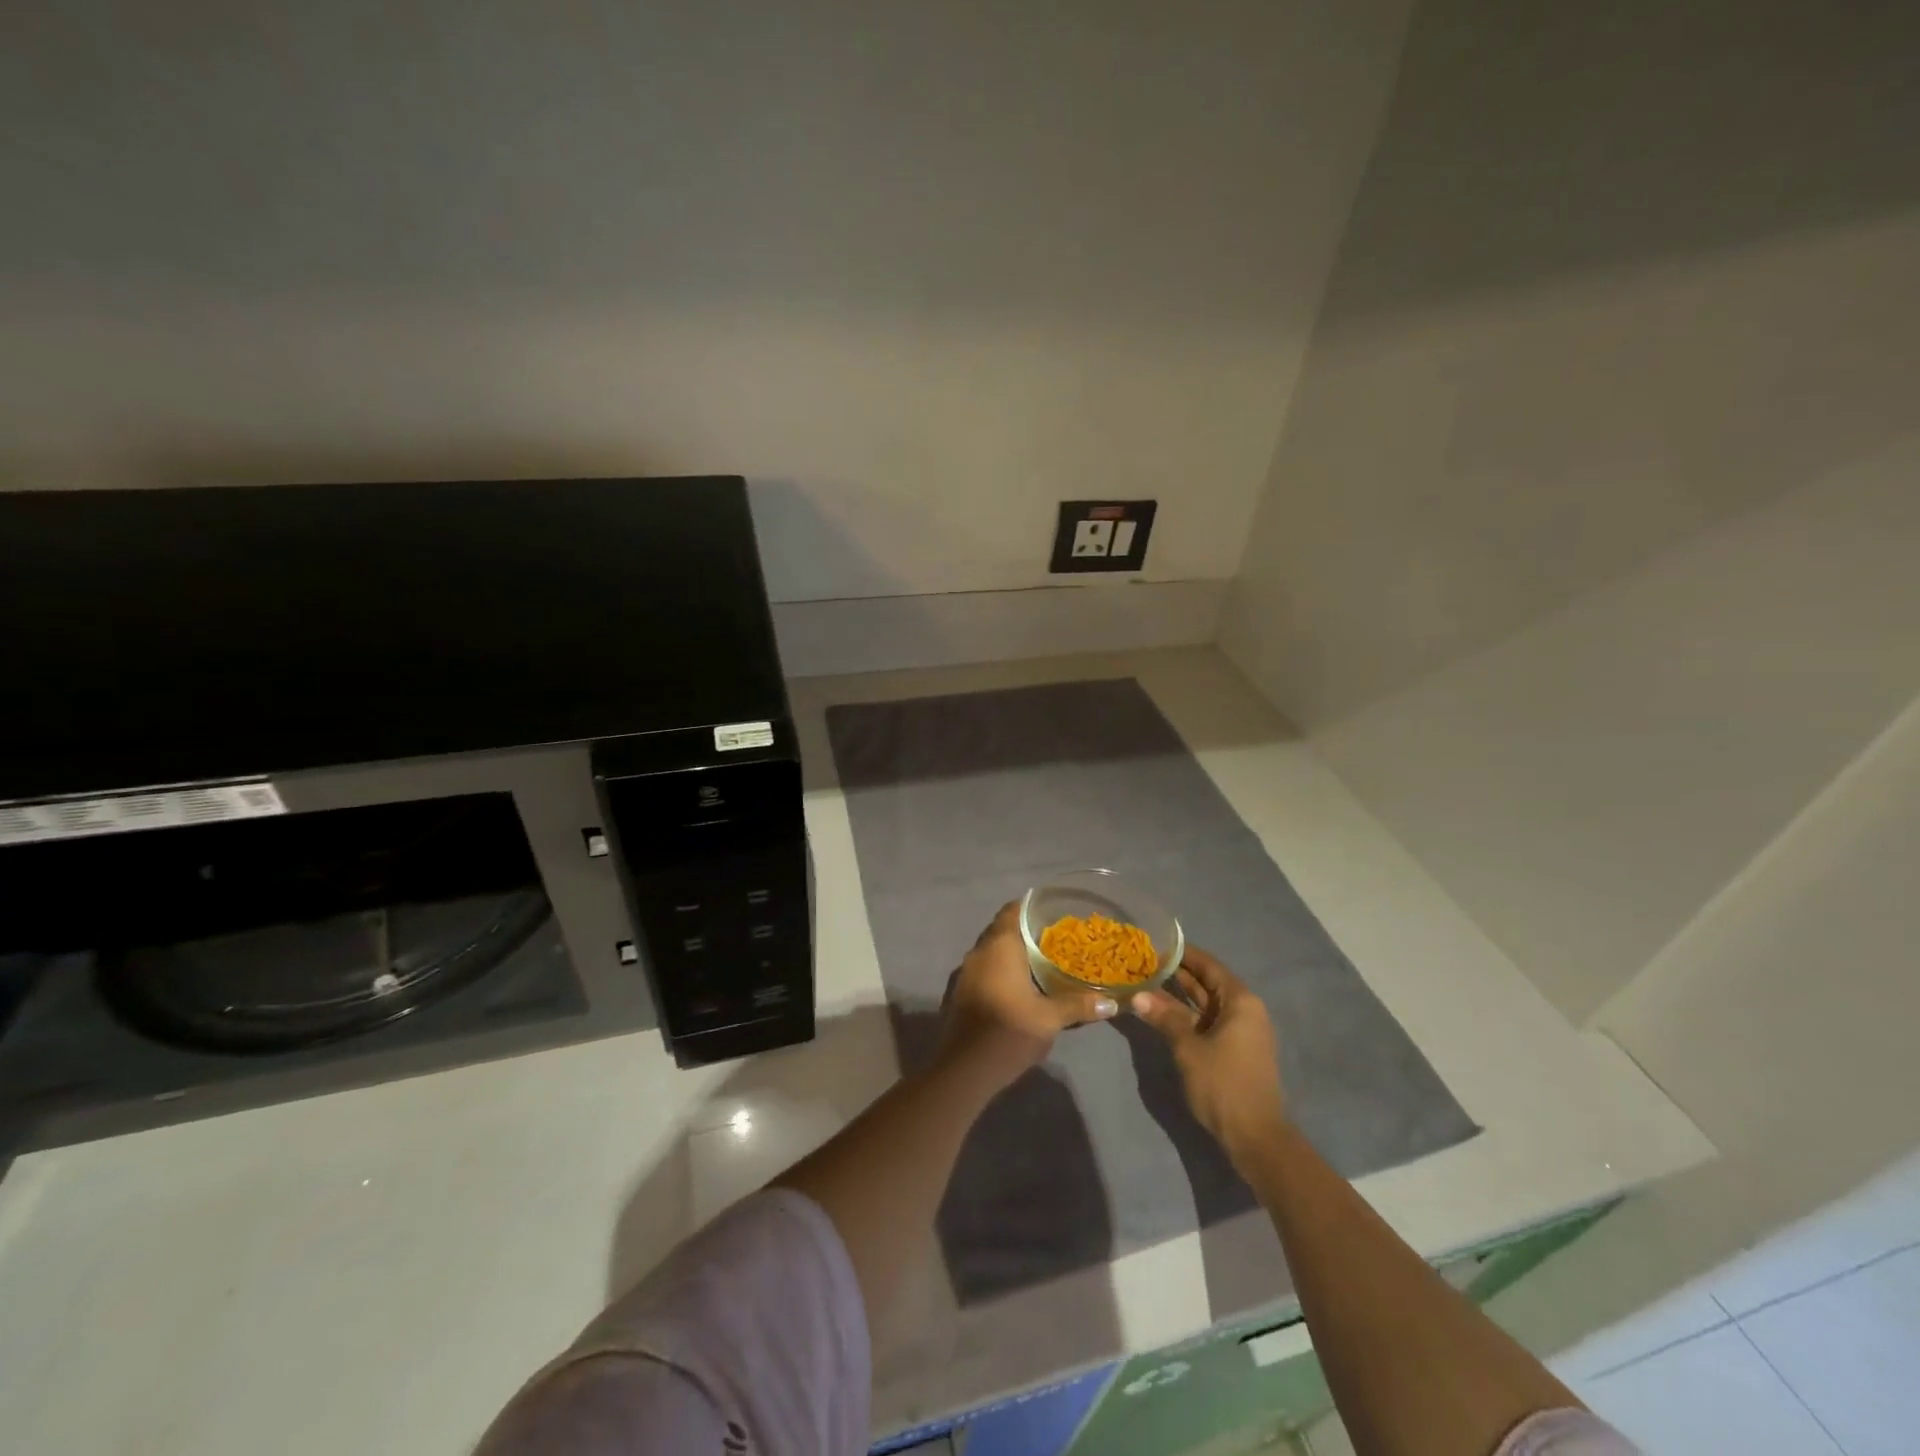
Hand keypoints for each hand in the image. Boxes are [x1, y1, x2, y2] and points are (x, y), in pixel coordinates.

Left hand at [936, 901, 1118, 1085]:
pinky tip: (1019, 988)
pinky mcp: (958, 993)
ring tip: (1041, 963)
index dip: (1032, 908)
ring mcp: (964, 973)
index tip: (1054, 913)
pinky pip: (983, 970)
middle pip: (1002, 930)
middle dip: (1026, 932)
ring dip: (1012, 954)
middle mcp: (978, 952)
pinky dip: (1000, 972)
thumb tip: (1112, 1003)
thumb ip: (1079, 1005)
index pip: (1013, 911)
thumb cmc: (1008, 1033)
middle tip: (1055, 939)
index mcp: (999, 946)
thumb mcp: (1050, 1019)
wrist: (963, 1070)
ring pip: (991, 952)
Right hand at [1130, 946, 1286, 1167]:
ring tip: (1148, 983)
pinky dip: (1188, 1016)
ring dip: (1181, 996)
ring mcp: (1242, 1032)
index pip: (1209, 965)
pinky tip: (1163, 1014)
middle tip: (1146, 962)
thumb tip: (1137, 995)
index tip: (1157, 943)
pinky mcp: (1236, 1050)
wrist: (1256, 1138)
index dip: (1184, 954)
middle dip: (1179, 974)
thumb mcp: (1188, 1048)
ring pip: (1207, 1004)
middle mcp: (1245, 1011)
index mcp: (1240, 1002)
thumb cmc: (1224, 1084)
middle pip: (1209, 983)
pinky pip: (1209, 1022)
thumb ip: (1164, 1018)